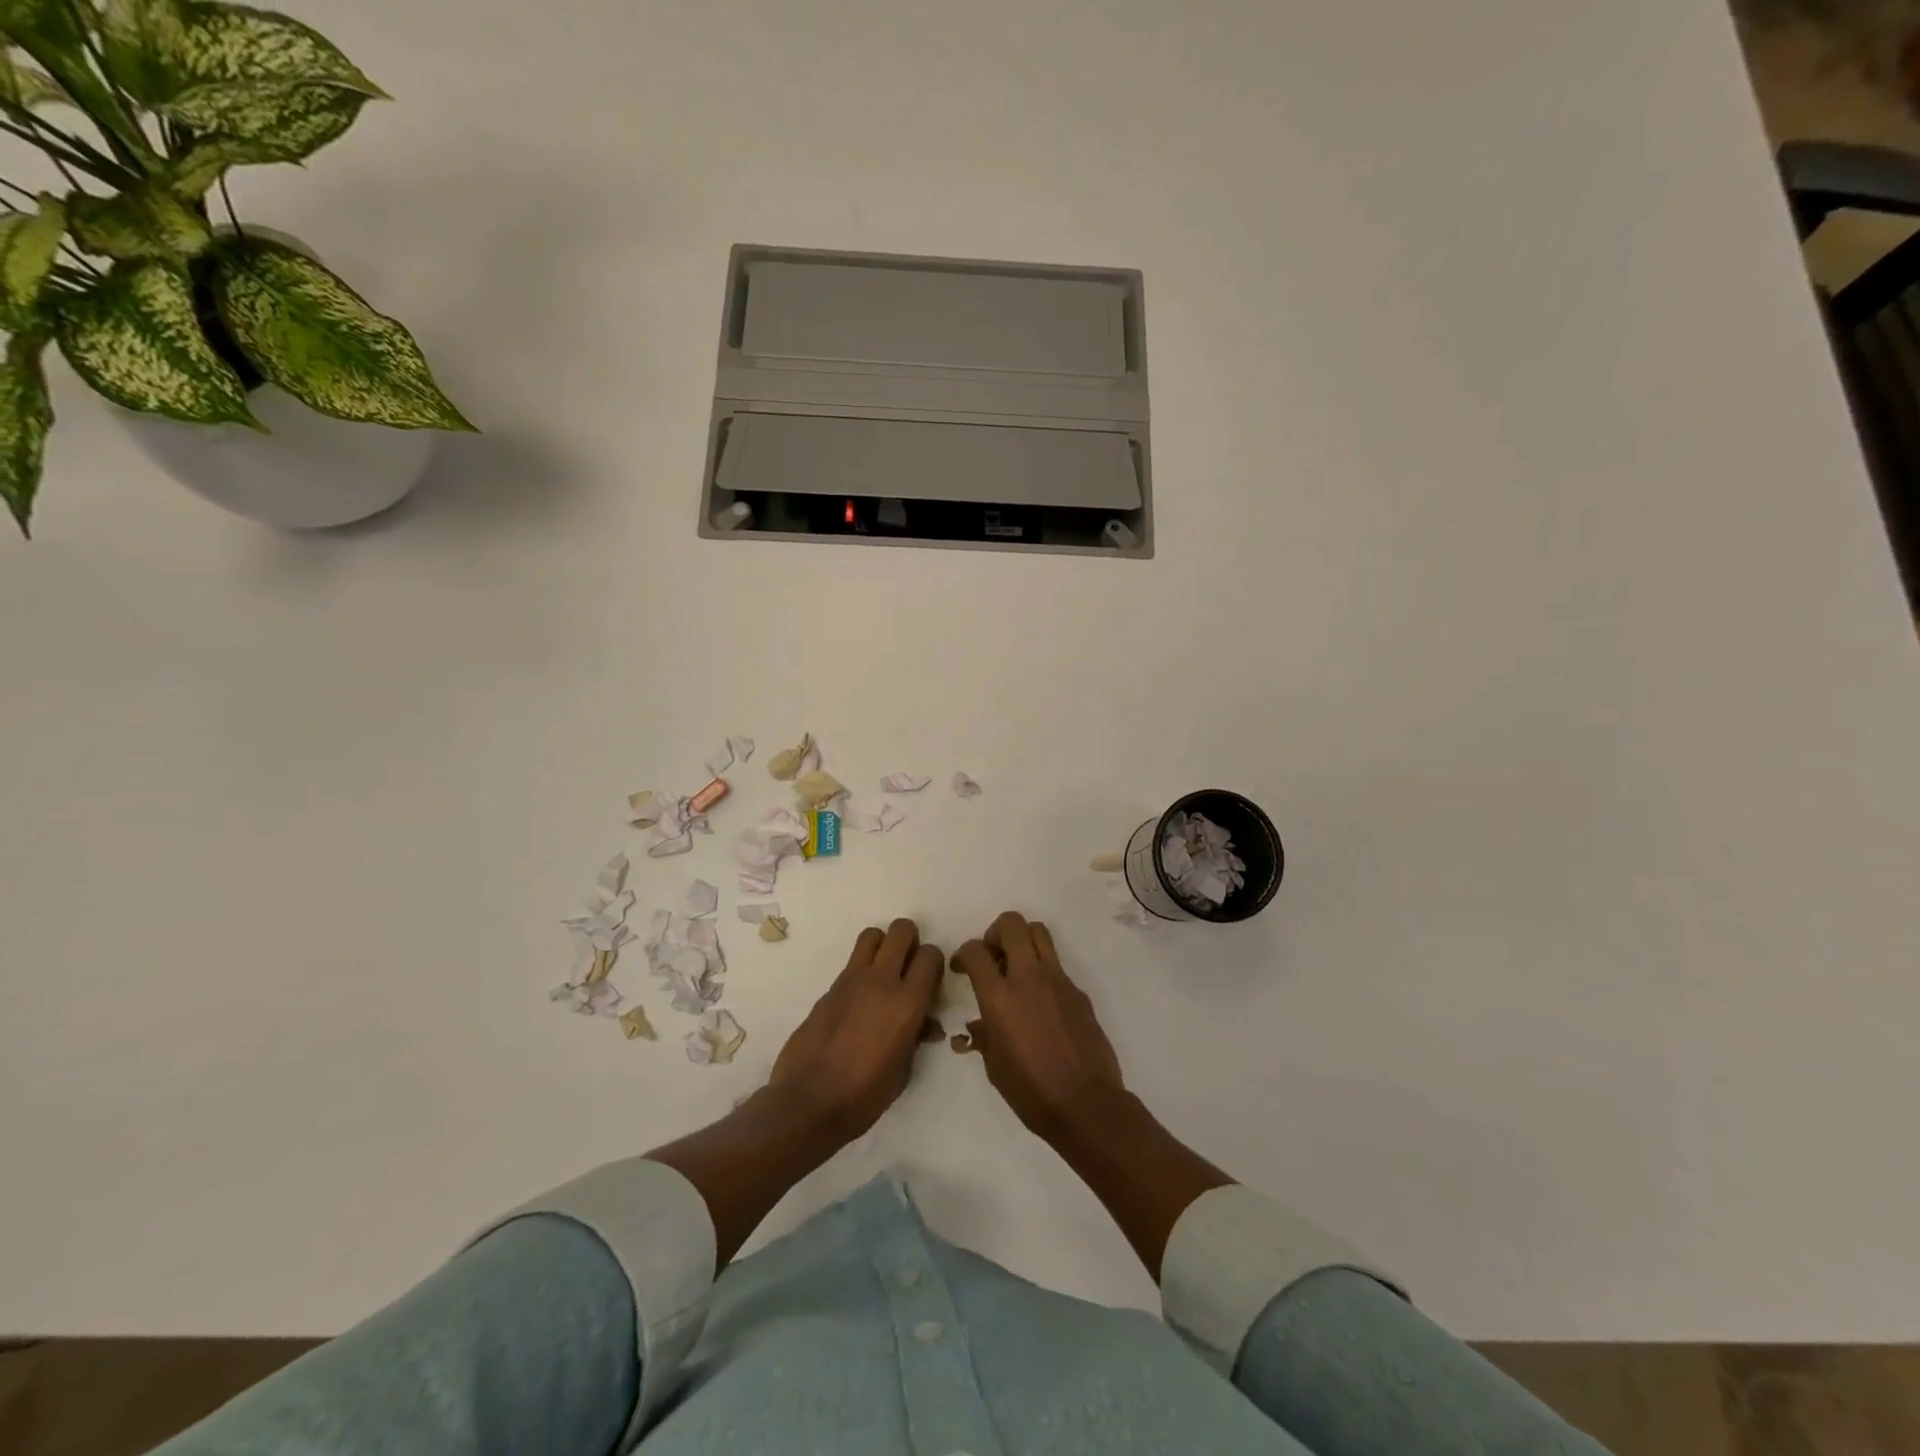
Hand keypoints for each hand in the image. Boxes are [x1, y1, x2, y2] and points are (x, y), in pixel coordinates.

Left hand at [770, 918, 944, 1141]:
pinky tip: (859, 999)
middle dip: (911, 941)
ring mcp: (852, 980)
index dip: (934, 964)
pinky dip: (862, 969)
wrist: (809, 1103)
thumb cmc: (864, 1096)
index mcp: (908, 1003)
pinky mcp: (829, 988)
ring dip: (883, 946)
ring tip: (883, 972)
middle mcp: (882, 981)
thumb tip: (925, 1023)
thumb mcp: (903, 1071)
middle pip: (902, 930)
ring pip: (873, 935)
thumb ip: (917, 1037)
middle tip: (908, 966)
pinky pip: (852, 962)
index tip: (931, 980)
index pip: (931, 956)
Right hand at [953, 912, 1126, 1143]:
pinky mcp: (1078, 991)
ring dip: (1023, 940)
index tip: (962, 968)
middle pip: (1011, 924)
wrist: (1085, 1103)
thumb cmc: (1031, 1091)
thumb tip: (979, 1024)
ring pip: (1039, 932)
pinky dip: (1043, 972)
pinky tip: (1042, 1003)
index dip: (963, 953)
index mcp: (999, 997)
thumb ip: (984, 1035)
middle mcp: (1028, 978)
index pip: (975, 951)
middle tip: (993, 956)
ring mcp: (1057, 980)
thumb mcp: (994, 1066)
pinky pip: (1057, 965)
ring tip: (1017, 966)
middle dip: (995, 932)